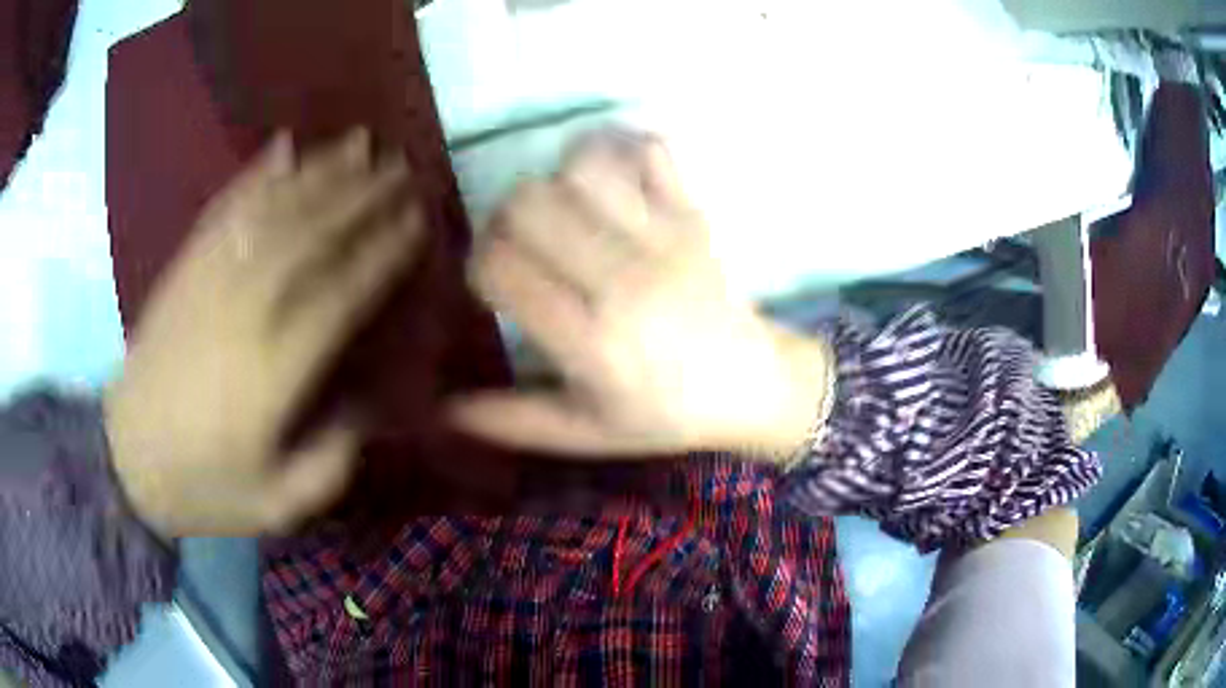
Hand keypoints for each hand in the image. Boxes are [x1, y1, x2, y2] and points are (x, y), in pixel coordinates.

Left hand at [105, 130, 424, 537]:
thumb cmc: (202, 486)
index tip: (418, 221)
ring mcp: (209, 279)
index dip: (384, 251)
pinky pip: (226, 209)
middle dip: (363, 195)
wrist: (124, 459)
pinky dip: (257, 173)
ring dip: (321, 171)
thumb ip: (332, 460)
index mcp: (273, 370)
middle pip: (312, 234)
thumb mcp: (277, 504)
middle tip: (403, 168)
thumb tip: (371, 403)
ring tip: (359, 142)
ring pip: (273, 209)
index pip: (342, 292)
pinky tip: (283, 147)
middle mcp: (245, 309)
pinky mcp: (184, 267)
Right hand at [452, 133, 833, 458]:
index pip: (501, 267)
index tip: (492, 282)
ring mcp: (664, 239)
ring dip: (554, 184)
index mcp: (592, 344)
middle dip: (504, 220)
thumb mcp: (586, 434)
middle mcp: (623, 281)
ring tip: (563, 215)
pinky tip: (610, 184)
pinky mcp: (692, 214)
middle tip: (520, 246)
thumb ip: (514, 421)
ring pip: (579, 169)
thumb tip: (443, 409)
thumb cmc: (664, 414)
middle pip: (528, 204)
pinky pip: (649, 151)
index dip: (479, 265)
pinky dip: (619, 152)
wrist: (750, 386)